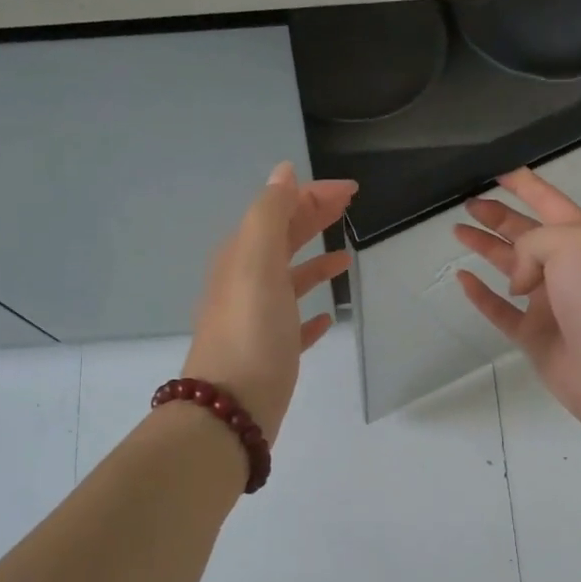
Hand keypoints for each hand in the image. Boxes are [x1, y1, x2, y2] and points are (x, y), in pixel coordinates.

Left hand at [185, 162, 355, 442]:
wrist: (229, 409)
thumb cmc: (250, 331)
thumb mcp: (257, 261)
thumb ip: (270, 214)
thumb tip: (283, 171)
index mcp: (243, 256)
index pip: (279, 210)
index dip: (313, 195)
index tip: (351, 190)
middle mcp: (247, 282)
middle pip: (284, 240)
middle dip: (314, 218)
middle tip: (349, 207)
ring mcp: (258, 319)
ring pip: (290, 280)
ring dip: (315, 262)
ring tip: (345, 256)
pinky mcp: (272, 353)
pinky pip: (294, 324)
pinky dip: (311, 313)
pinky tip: (328, 317)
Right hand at [454, 167, 580, 428]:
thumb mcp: (571, 244)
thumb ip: (533, 243)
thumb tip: (518, 280)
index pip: (550, 202)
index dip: (525, 185)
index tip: (498, 171)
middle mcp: (566, 267)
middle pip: (526, 233)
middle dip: (498, 216)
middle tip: (468, 204)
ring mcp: (548, 302)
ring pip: (510, 267)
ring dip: (485, 247)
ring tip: (458, 232)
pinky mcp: (533, 334)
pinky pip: (499, 309)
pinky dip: (480, 294)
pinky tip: (463, 278)